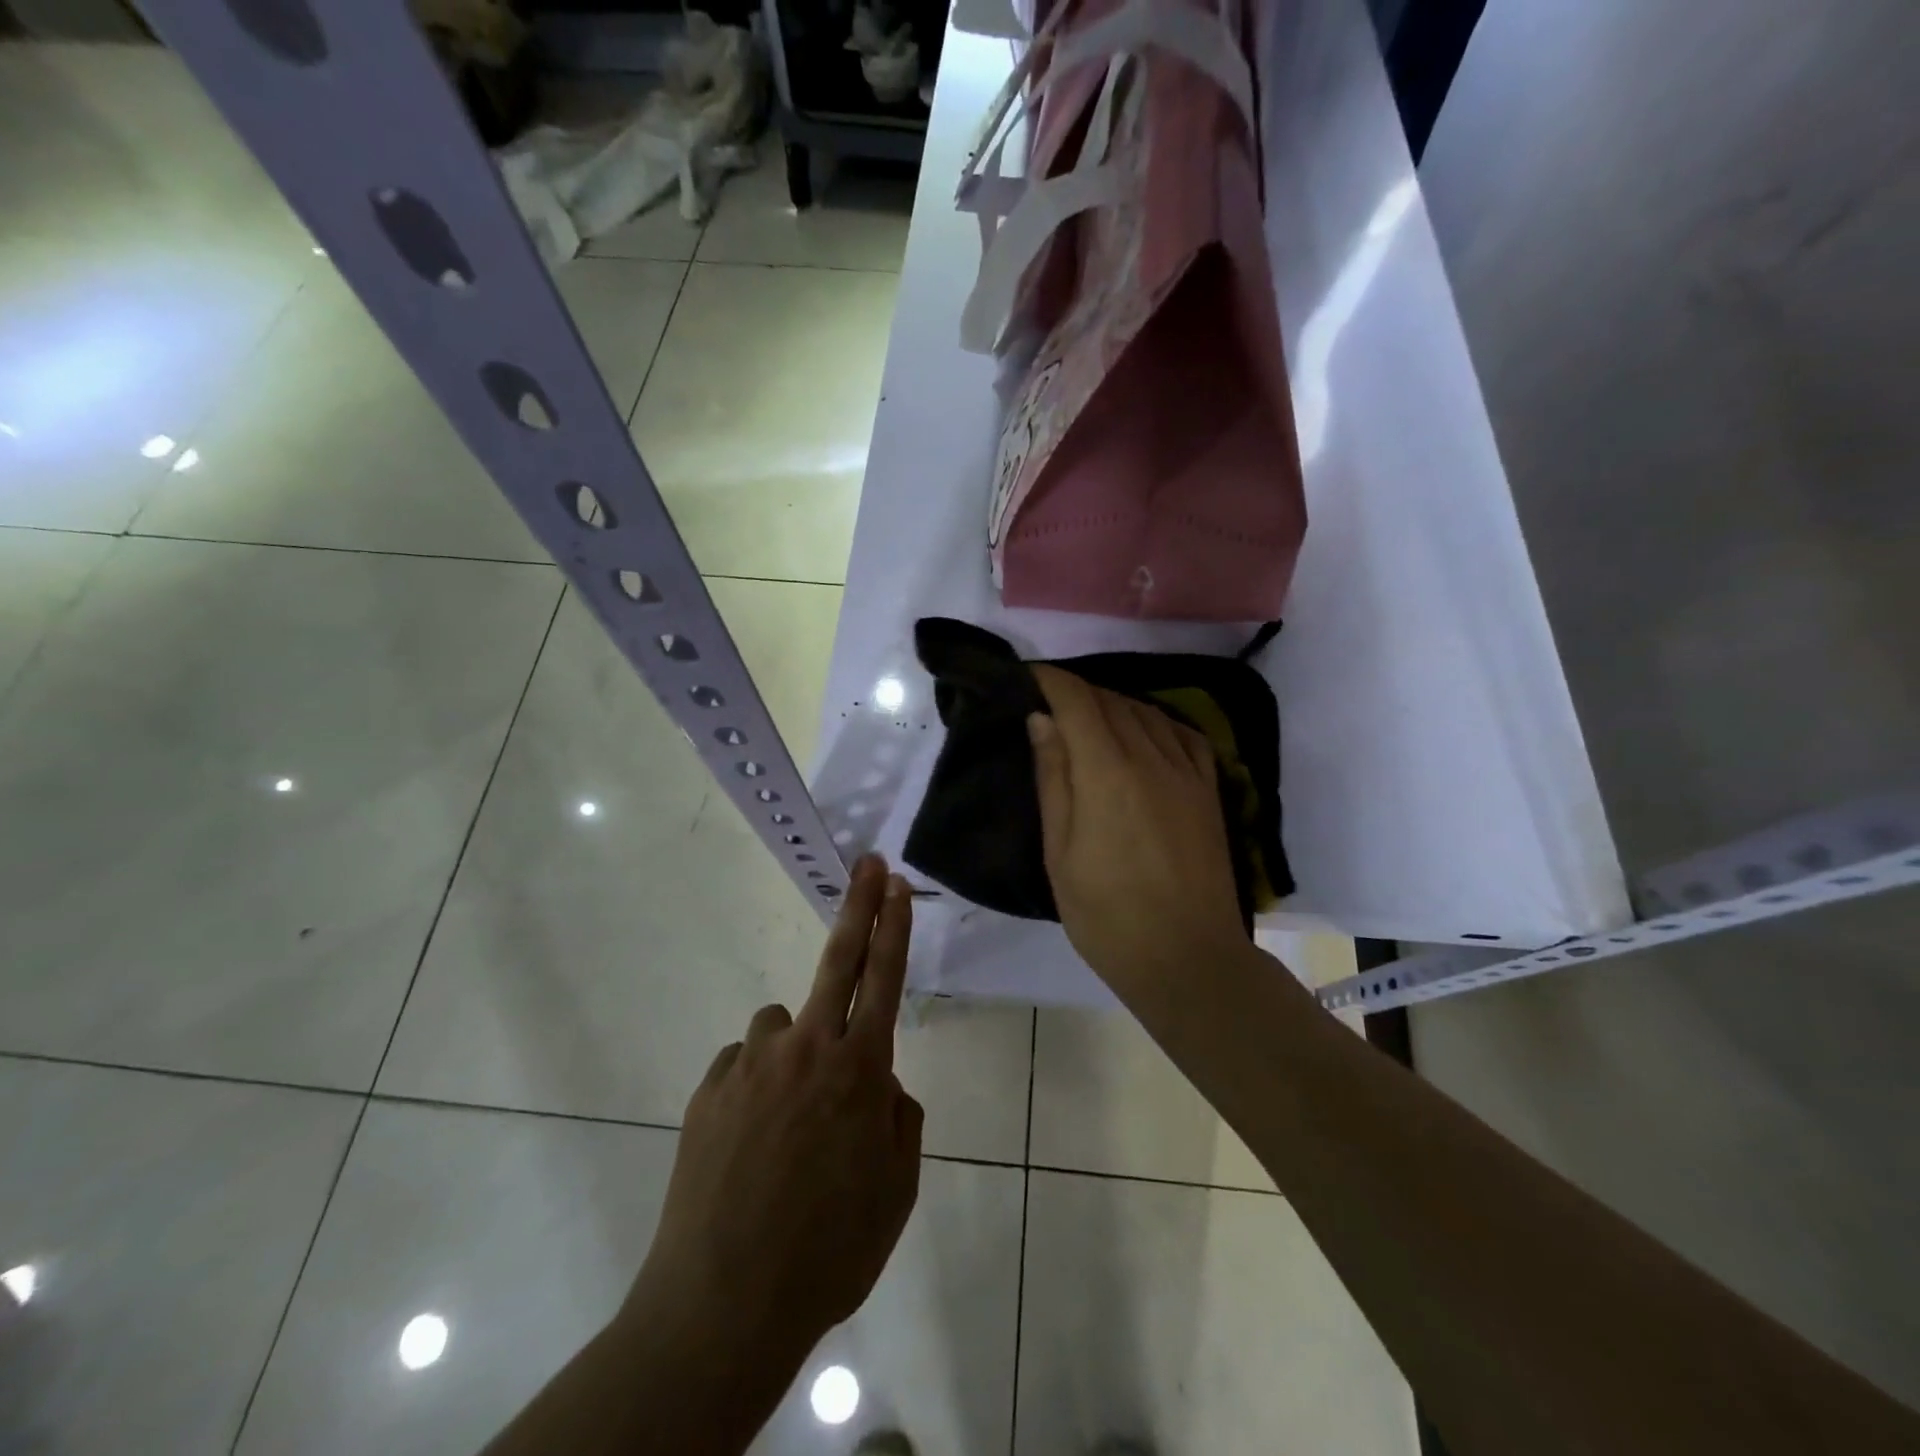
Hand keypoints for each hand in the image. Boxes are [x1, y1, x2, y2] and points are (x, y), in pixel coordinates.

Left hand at [626, 854, 923, 1364]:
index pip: (885, 979)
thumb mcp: (895, 1191)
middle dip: (859, 906)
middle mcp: (807, 1049)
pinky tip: (749, 1139)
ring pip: (781, 1025)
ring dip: (794, 1046)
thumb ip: (899, 1121)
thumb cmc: (830, 1250)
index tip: (896, 884)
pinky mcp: (709, 1088)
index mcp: (860, 1071)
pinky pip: (743, 1066)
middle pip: (838, 961)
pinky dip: (754, 1085)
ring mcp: (752, 1064)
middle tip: (868, 865)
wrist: (724, 1305)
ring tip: (788, 1112)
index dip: (893, 926)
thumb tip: (882, 1083)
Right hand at [1028, 665, 1249, 997]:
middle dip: (1076, 691)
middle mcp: (1152, 757)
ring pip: (1146, 712)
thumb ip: (1053, 778)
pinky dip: (1155, 721)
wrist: (1186, 958)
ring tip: (1087, 716)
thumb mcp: (1060, 852)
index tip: (1026, 676)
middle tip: (1047, 701)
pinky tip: (1143, 732)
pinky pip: (1183, 734)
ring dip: (1112, 703)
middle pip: (1111, 701)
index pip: (1076, 701)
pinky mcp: (1210, 790)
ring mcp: (1187, 772)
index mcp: (1108, 772)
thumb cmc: (1106, 914)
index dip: (1050, 680)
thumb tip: (1041, 720)